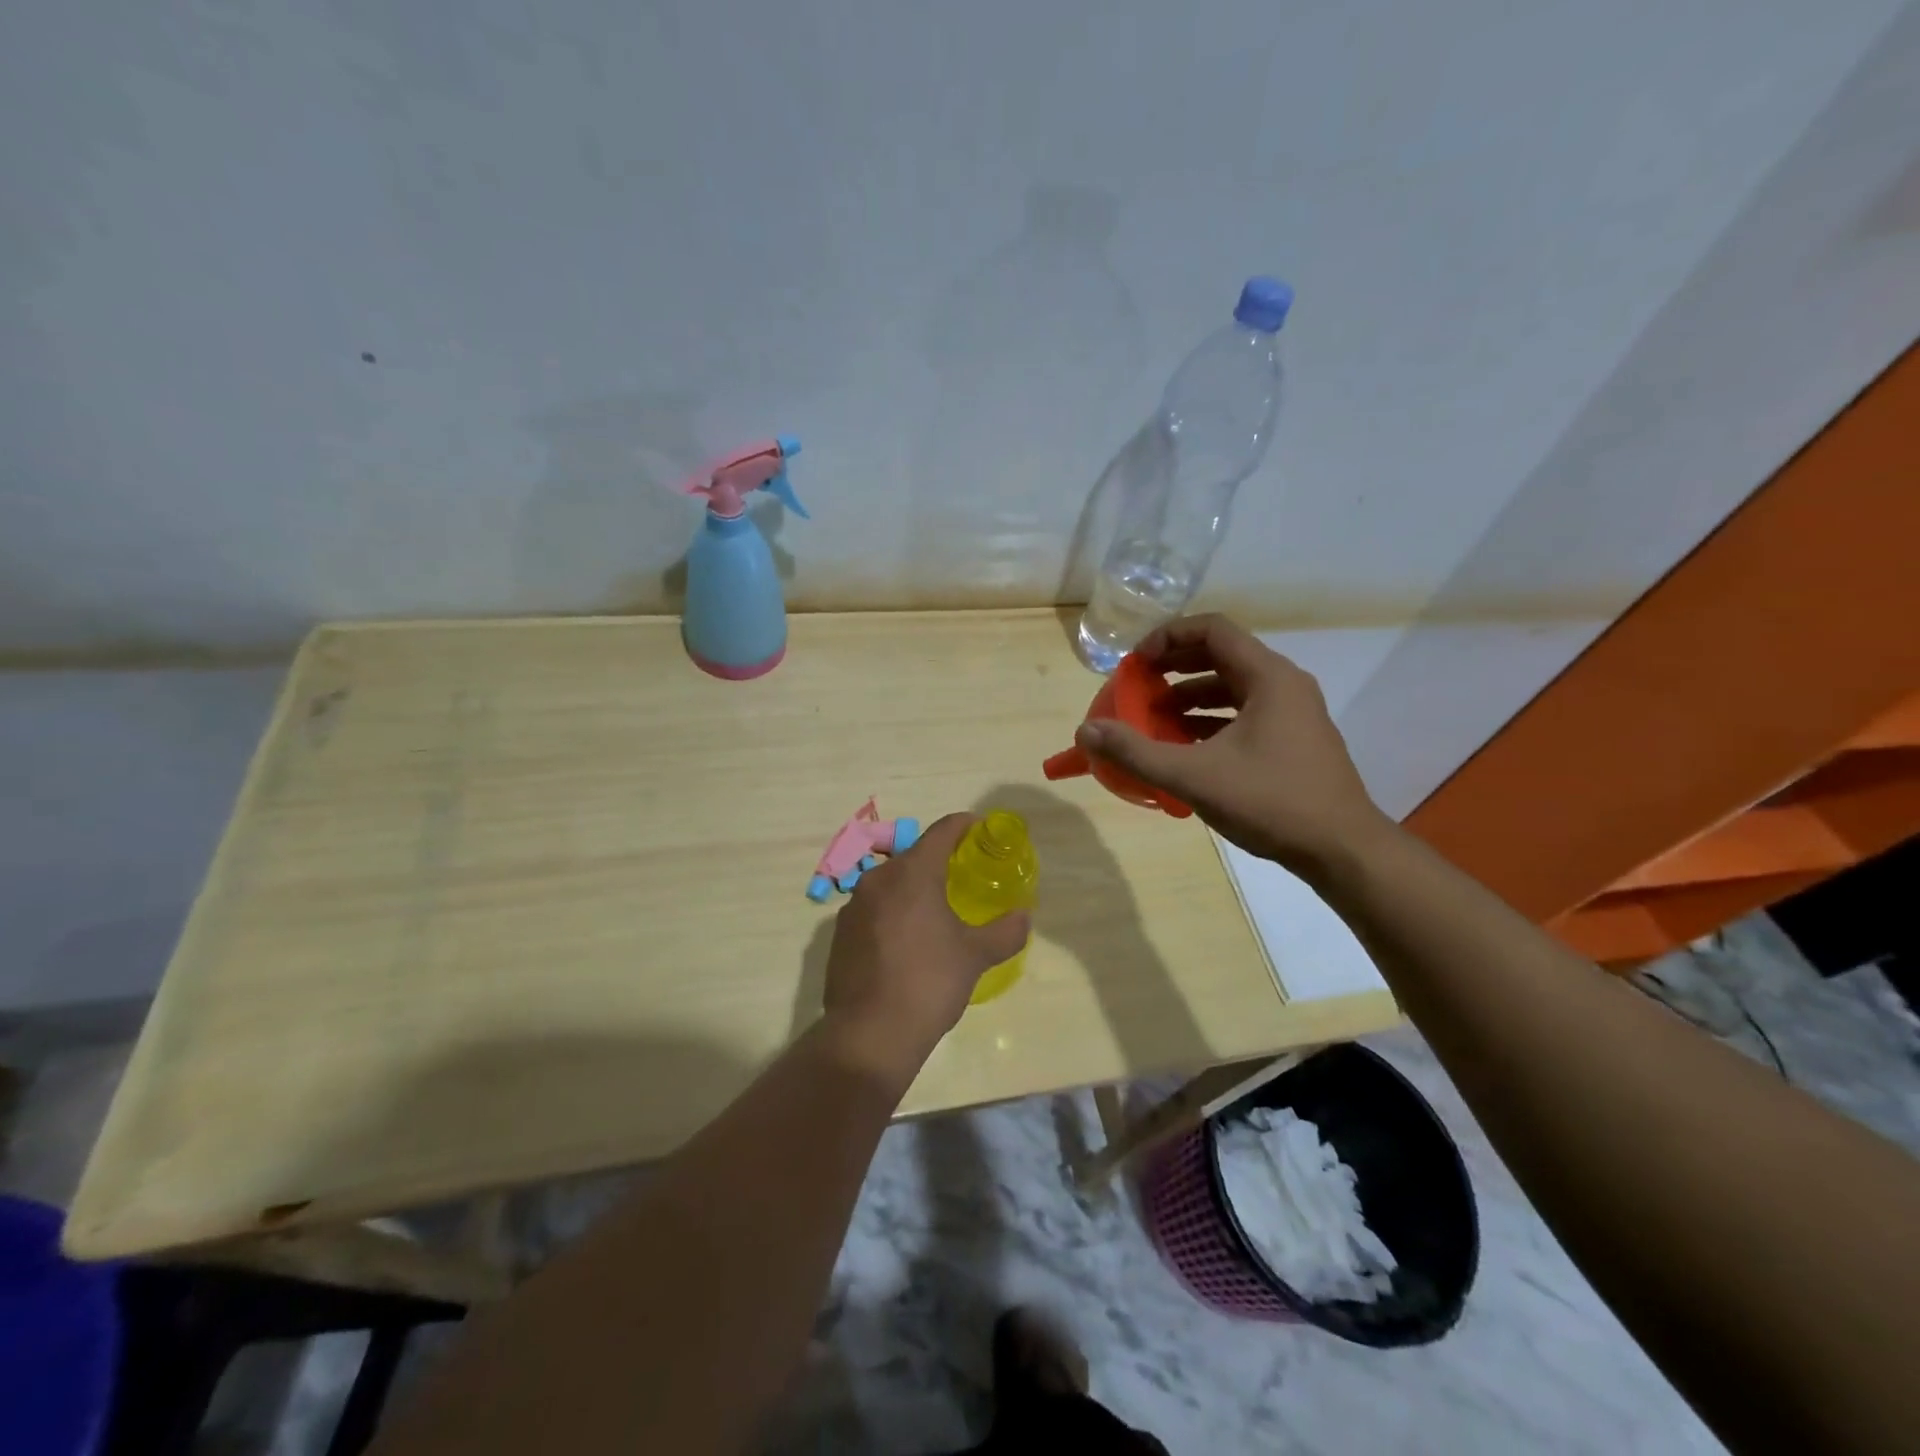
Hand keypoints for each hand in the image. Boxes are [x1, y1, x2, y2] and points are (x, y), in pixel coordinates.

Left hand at [820, 813, 1030, 1082]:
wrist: (869, 1033)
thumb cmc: (929, 982)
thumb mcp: (975, 956)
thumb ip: (1004, 931)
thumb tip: (1024, 916)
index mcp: (912, 873)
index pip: (942, 831)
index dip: (964, 825)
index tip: (980, 829)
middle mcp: (878, 878)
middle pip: (914, 856)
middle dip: (939, 860)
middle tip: (963, 874)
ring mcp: (853, 905)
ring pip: (890, 882)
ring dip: (913, 887)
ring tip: (935, 909)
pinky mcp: (839, 933)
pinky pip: (873, 908)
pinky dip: (893, 912)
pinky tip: (907, 939)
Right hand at [1074, 614, 1388, 877]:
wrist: (1343, 850)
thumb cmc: (1271, 802)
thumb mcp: (1194, 776)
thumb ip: (1136, 752)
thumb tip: (1086, 731)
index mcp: (1268, 677)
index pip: (1213, 630)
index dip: (1168, 637)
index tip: (1136, 663)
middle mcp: (1284, 685)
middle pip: (1221, 656)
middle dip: (1174, 668)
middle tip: (1137, 686)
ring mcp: (1293, 714)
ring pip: (1232, 688)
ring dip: (1189, 697)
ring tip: (1153, 719)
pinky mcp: (1294, 741)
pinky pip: (1244, 715)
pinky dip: (1210, 721)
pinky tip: (1184, 748)